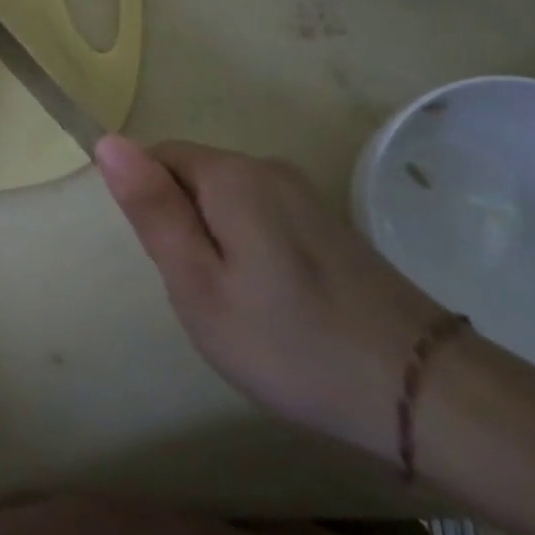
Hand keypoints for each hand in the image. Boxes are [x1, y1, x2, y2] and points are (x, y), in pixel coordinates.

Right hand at [95, 135, 447, 457]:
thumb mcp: (199, 284)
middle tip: (203, 293)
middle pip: (193, 176)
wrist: (426, 394)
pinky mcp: (329, 223)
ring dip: (215, 241)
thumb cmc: (291, 343)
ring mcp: (304, 194)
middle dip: (182, 225)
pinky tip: (276, 305)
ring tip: (239, 306)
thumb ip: (152, 209)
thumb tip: (108, 140)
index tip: (171, 263)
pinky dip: (250, 250)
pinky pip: (261, 217)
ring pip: (226, 201)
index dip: (150, 206)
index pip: (157, 157)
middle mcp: (267, 167)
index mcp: (231, 175)